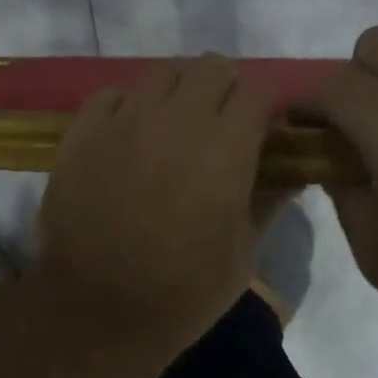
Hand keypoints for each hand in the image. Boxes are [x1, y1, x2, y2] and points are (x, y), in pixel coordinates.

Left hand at [34, 56, 275, 352]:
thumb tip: (293, 171)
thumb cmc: (181, 292)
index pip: (258, 91)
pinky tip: (128, 136)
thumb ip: (269, 201)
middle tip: (219, 124)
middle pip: (211, 66)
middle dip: (224, 88)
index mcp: (225, 147)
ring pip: (162, 72)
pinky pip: (111, 95)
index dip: (264, 106)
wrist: (95, 310)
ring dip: (178, 92)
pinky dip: (127, 106)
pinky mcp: (83, 131)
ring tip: (173, 125)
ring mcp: (125, 120)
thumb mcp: (243, 254)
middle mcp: (177, 119)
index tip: (262, 129)